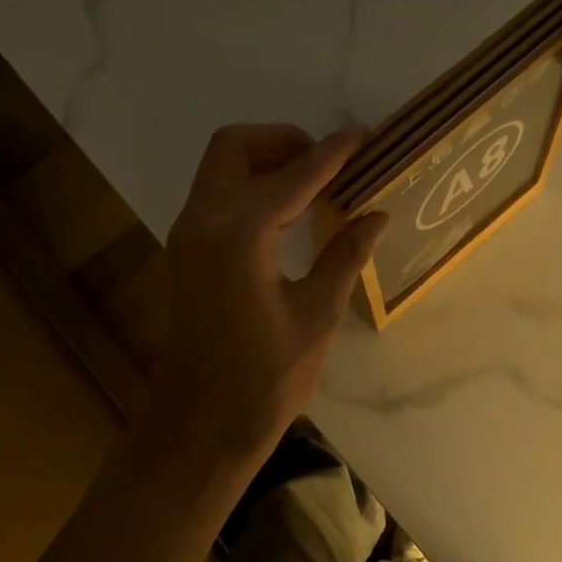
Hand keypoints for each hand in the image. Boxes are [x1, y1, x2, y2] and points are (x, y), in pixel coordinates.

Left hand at [151, 124, 388, 471]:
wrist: (201, 427)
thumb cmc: (264, 378)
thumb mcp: (317, 315)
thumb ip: (344, 255)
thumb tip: (376, 214)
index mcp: (239, 235)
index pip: (294, 175)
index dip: (333, 153)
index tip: (364, 135)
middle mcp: (203, 222)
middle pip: (233, 148)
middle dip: (282, 141)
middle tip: (328, 162)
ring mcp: (187, 236)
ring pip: (219, 169)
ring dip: (264, 162)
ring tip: (316, 183)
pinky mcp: (186, 254)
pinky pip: (216, 197)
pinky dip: (250, 187)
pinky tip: (288, 214)